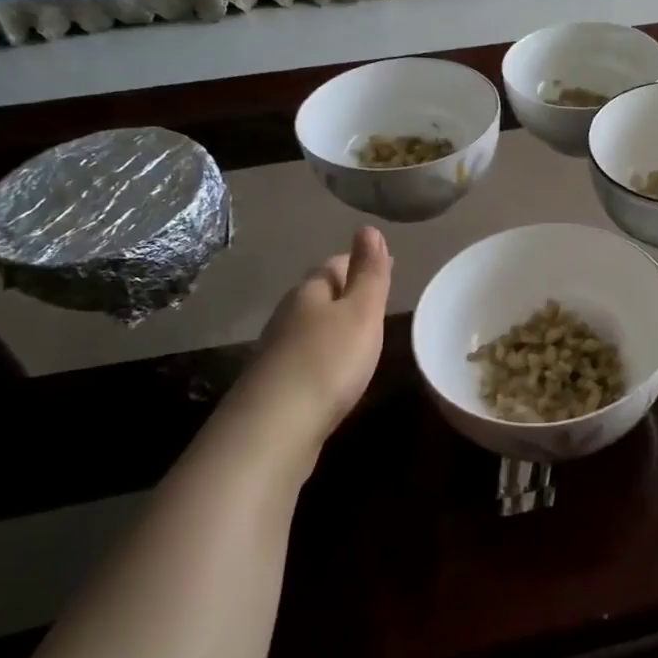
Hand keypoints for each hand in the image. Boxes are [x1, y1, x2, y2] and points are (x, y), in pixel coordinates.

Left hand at [241, 226, 393, 442]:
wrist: (275, 428)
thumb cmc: (328, 360)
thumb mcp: (361, 312)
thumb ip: (369, 273)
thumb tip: (368, 228)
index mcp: (309, 292)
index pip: (334, 266)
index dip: (358, 262)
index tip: (382, 264)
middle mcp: (288, 316)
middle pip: (318, 294)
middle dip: (344, 291)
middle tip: (373, 296)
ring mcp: (277, 352)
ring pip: (310, 326)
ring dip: (332, 324)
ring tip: (359, 332)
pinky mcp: (276, 385)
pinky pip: (306, 357)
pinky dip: (324, 354)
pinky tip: (335, 369)